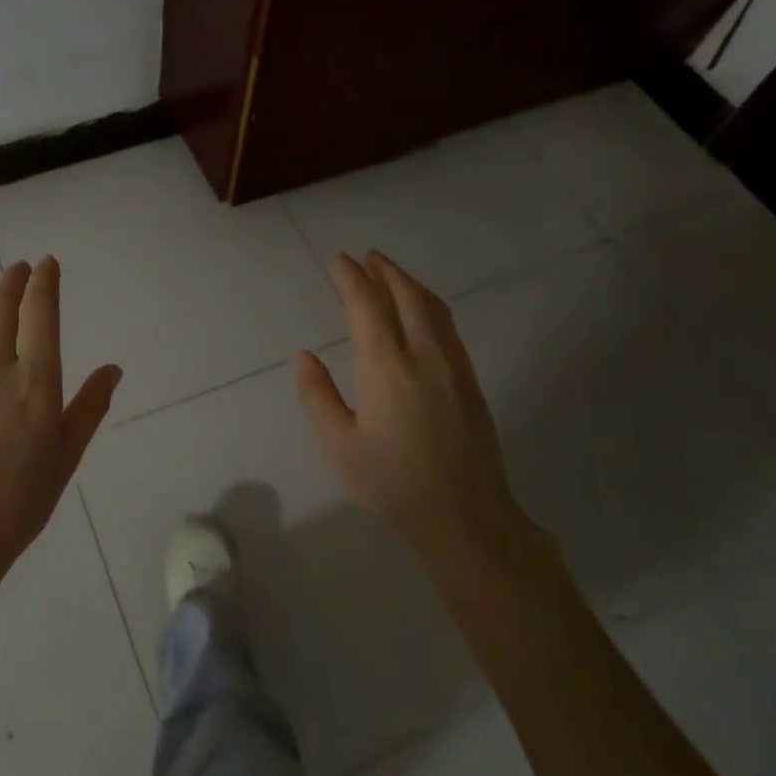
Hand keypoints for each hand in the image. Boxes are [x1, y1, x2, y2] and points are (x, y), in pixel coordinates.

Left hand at [0, 257, 119, 586]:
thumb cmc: (20, 501)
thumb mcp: (66, 455)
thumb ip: (90, 407)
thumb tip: (113, 368)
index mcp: (35, 383)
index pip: (41, 314)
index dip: (45, 282)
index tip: (48, 264)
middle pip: (2, 306)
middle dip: (14, 279)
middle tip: (21, 268)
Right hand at [295, 251, 526, 554]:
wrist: (466, 518)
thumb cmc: (392, 484)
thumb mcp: (339, 445)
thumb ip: (318, 395)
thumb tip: (305, 356)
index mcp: (386, 367)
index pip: (367, 306)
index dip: (352, 279)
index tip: (339, 260)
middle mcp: (423, 355)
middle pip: (406, 296)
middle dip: (385, 271)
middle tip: (367, 257)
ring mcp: (453, 366)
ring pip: (433, 307)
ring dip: (410, 284)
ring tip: (391, 274)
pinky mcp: (471, 381)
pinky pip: (447, 326)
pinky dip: (429, 305)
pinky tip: (422, 313)